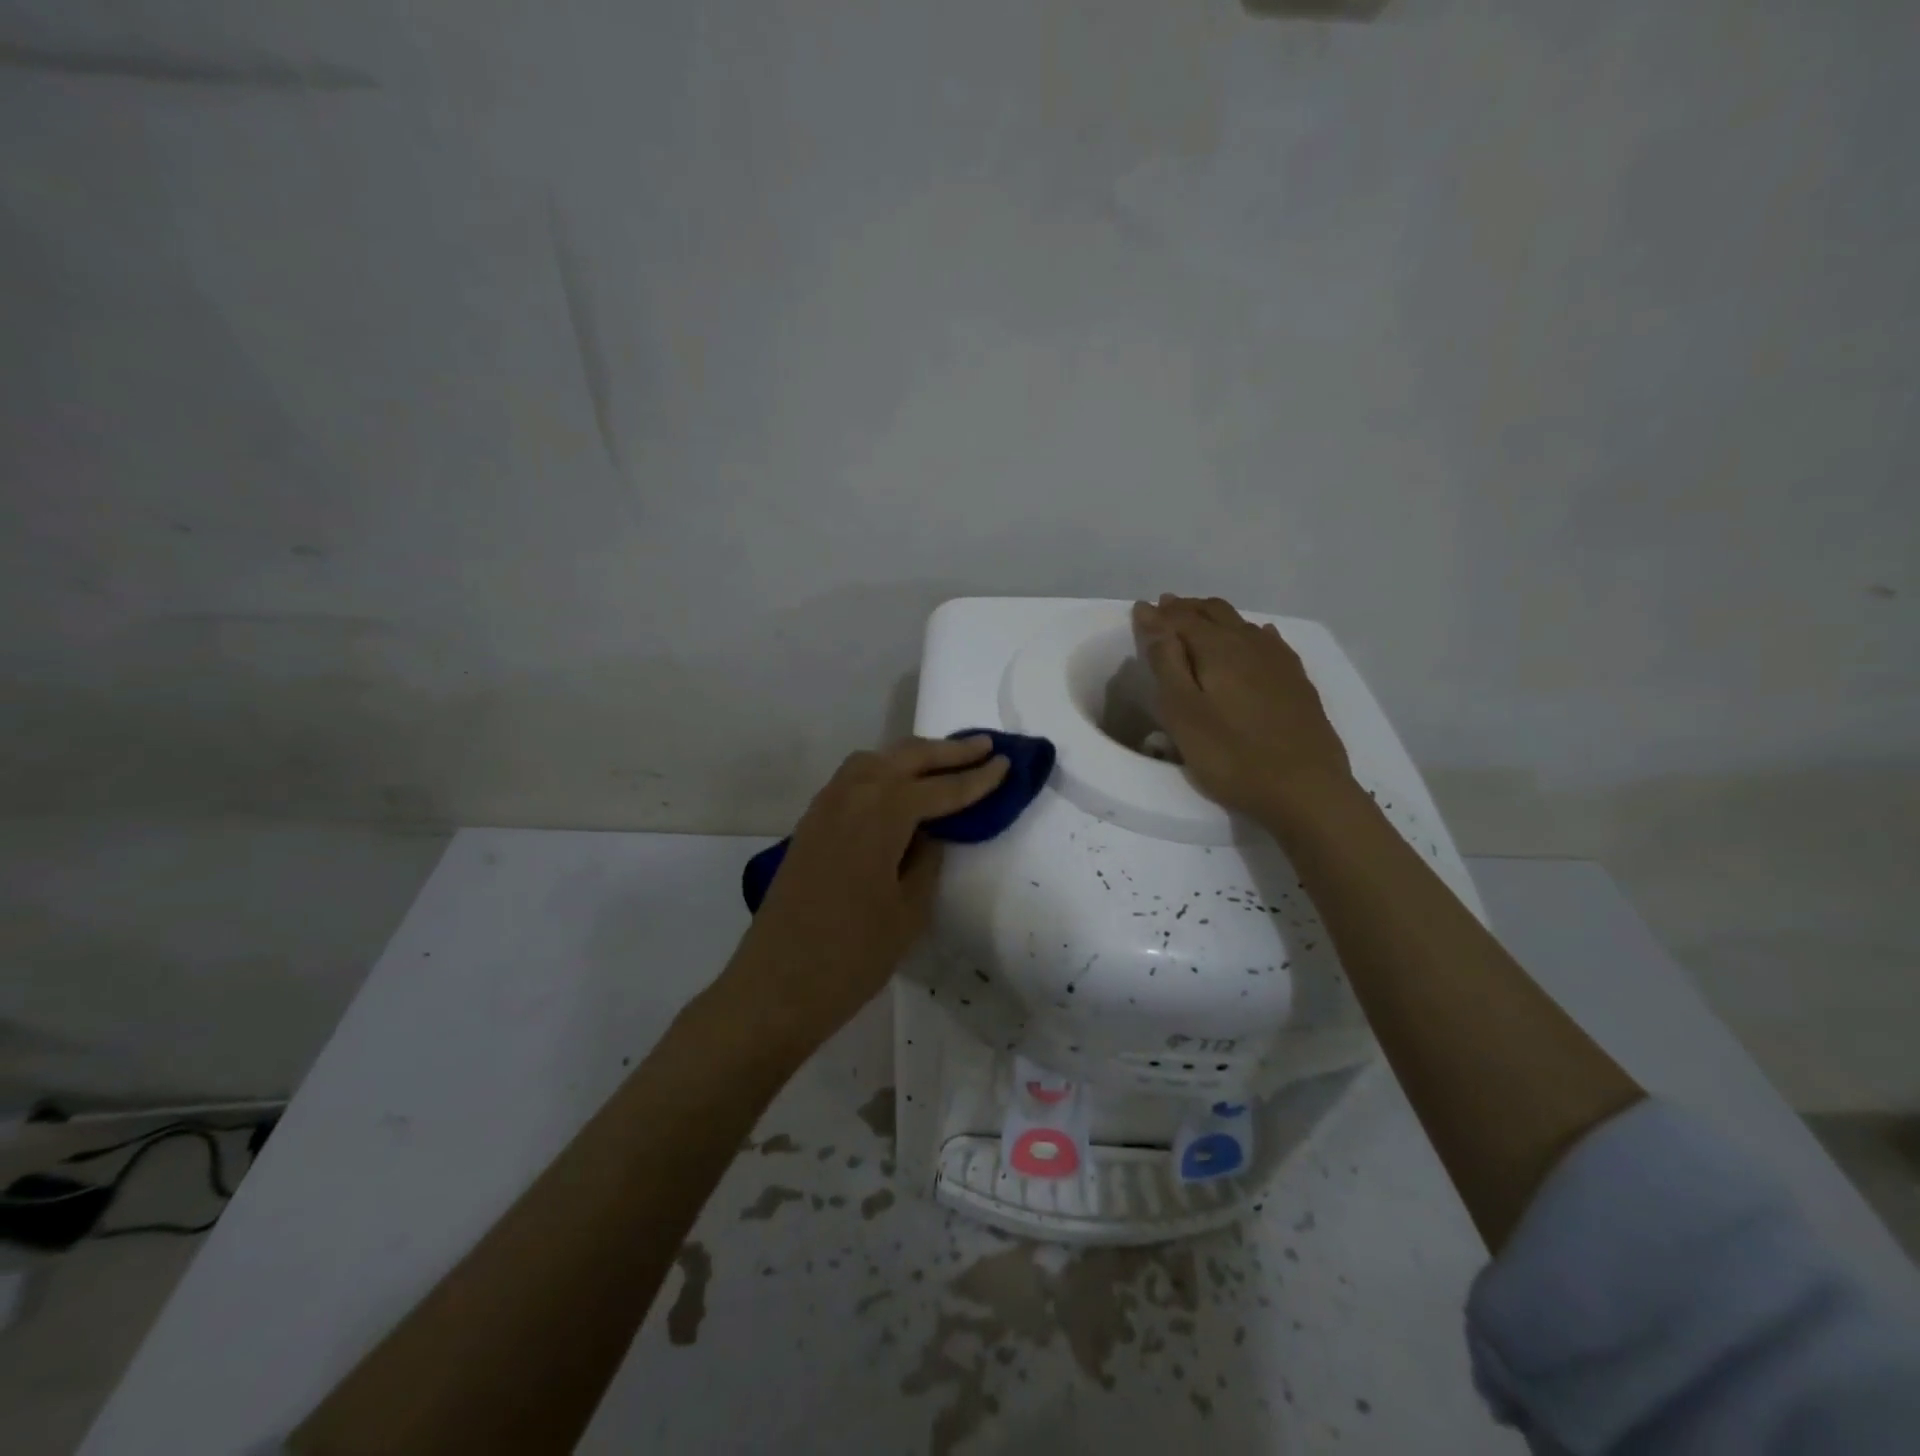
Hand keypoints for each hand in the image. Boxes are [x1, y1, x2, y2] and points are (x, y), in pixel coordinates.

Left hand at [725, 736, 1008, 1046]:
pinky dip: (882, 771)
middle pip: (906, 758)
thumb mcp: (908, 910)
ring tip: (944, 760)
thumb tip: (930, 833)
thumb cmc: (852, 955)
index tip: (1008, 763)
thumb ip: (926, 860)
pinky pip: (852, 780)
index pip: (940, 789)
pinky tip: (897, 788)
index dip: (977, 779)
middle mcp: (851, 796)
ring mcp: (825, 807)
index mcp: (881, 814)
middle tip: (986, 746)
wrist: (777, 985)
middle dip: (948, 751)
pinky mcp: (811, 824)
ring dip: (912, 756)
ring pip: (874, 761)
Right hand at [1132, 594, 1351, 821]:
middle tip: (1165, 609)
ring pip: (1242, 624)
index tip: (1139, 611)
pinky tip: (1255, 637)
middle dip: (1187, 608)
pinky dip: (1250, 633)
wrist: (1305, 789)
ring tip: (1198, 620)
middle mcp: (1250, 643)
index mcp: (1218, 648)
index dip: (1157, 615)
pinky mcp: (1297, 681)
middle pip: (1214, 613)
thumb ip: (1166, 662)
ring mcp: (1279, 661)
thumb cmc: (1231, 755)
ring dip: (1215, 618)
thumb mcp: (1183, 712)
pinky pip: (1269, 641)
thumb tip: (1152, 615)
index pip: (1181, 619)